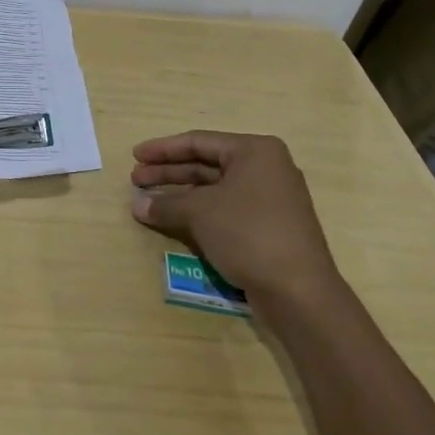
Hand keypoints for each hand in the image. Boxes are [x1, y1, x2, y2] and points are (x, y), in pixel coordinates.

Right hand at [129, 131, 339, 300]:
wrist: (299, 292)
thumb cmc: (248, 233)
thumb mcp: (200, 213)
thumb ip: (165, 204)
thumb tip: (136, 205)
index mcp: (255, 151)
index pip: (199, 142)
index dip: (163, 149)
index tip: (135, 156)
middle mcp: (266, 168)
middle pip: (206, 164)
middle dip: (169, 172)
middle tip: (136, 180)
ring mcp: (270, 198)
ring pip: (214, 188)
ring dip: (180, 194)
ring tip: (147, 201)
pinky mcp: (269, 226)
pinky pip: (226, 208)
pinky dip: (198, 211)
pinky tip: (174, 219)